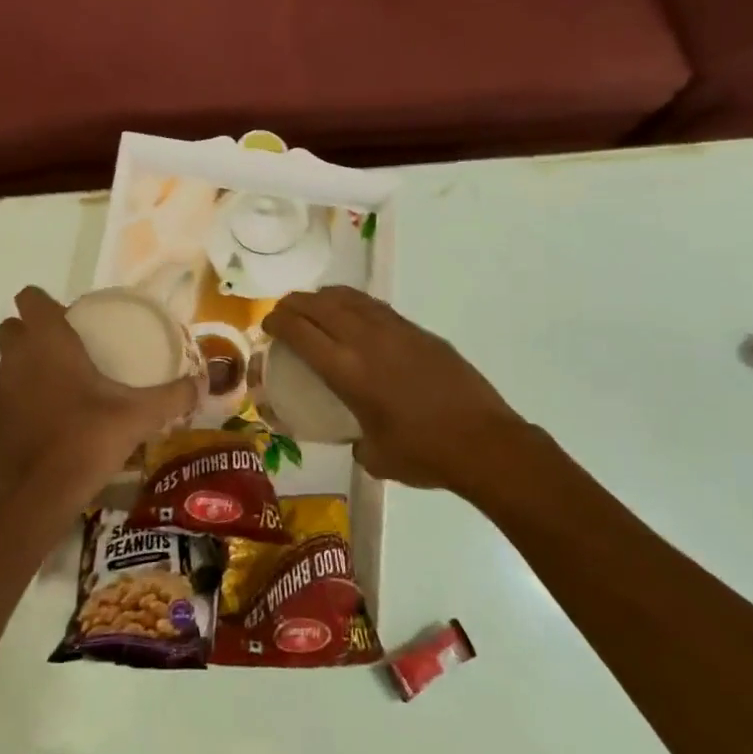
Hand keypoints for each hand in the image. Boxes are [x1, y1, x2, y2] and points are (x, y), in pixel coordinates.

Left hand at [0, 287, 197, 508]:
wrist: (40, 495)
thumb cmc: (87, 439)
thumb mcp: (138, 416)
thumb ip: (172, 396)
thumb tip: (203, 383)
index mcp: (47, 342)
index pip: (29, 298)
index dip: (45, 303)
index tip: (72, 319)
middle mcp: (16, 359)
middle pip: (13, 328)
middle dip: (34, 332)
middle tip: (70, 350)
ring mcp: (0, 391)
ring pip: (9, 363)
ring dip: (28, 366)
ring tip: (65, 387)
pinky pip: (7, 397)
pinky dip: (23, 400)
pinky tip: (52, 421)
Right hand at [262, 287, 528, 494]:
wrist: (484, 443)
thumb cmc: (423, 455)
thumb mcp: (374, 455)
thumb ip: (355, 440)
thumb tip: (356, 436)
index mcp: (347, 370)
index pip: (300, 330)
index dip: (277, 321)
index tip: (267, 324)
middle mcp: (366, 341)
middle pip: (319, 305)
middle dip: (294, 303)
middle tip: (283, 311)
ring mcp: (397, 331)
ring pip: (350, 298)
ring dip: (324, 298)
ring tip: (315, 306)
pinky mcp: (421, 332)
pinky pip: (377, 308)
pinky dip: (355, 305)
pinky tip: (355, 317)